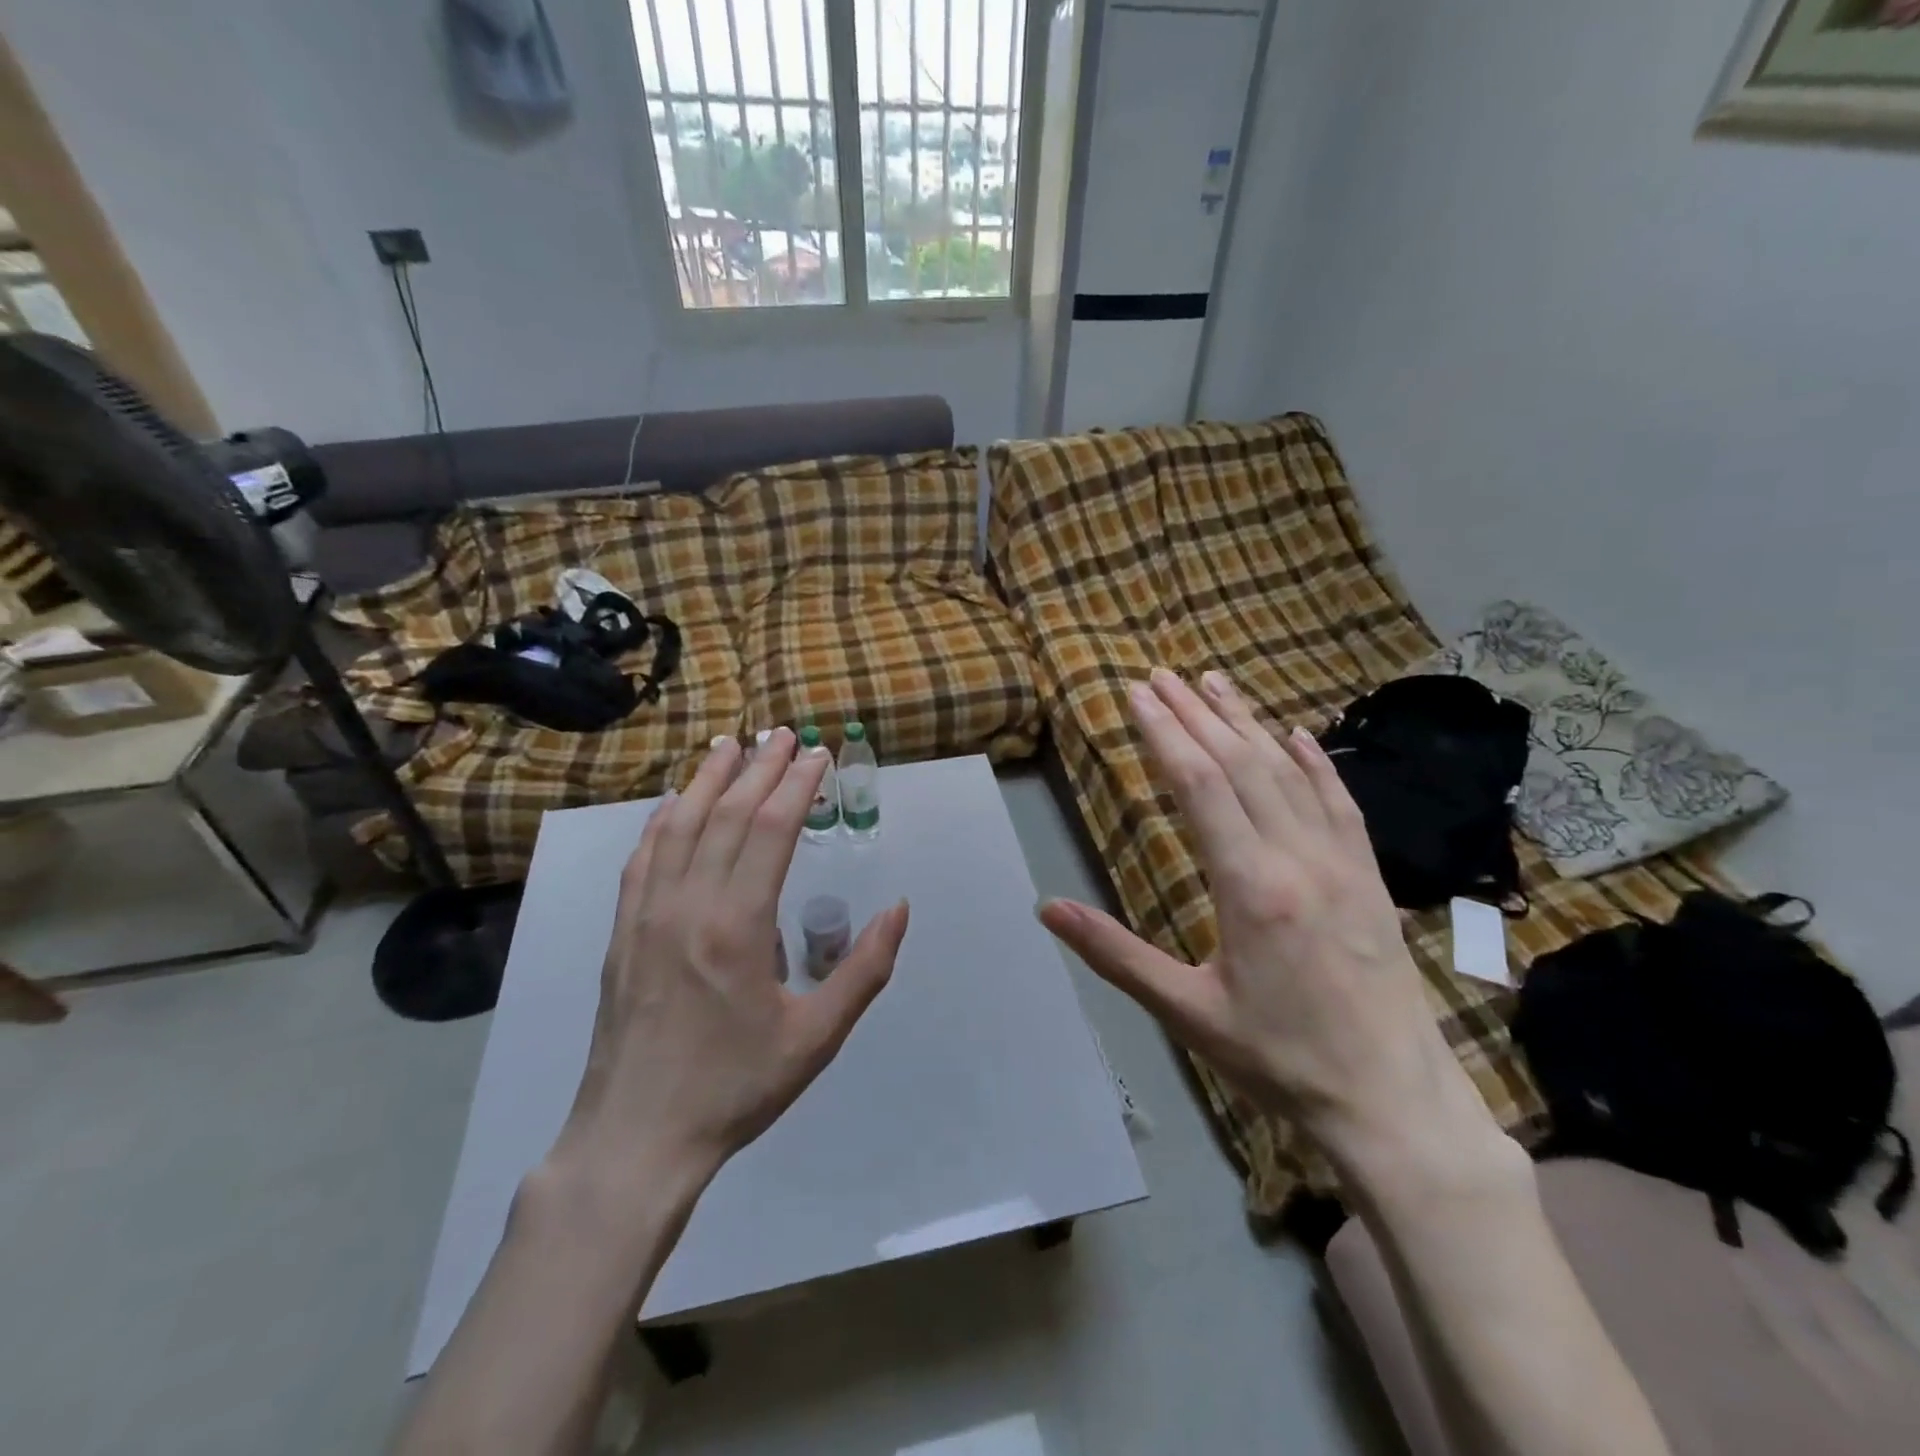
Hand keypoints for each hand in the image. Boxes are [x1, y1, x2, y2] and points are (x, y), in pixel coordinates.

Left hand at [551, 729, 910, 1192]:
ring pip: (679, 826)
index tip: (818, 755)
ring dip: (708, 779)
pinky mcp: (622, 932)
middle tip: (783, 734)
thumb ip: (865, 970)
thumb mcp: (817, 1039)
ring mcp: (646, 915)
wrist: (637, 1138)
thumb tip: (898, 909)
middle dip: (760, 768)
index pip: (771, 831)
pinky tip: (674, 803)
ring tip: (729, 744)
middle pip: (727, 815)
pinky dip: (662, 820)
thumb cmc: (735, 1088)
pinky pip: (642, 858)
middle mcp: (688, 905)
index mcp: (738, 927)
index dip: (797, 785)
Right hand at [1039, 668, 1498, 1177]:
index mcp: (1250, 886)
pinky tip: (1297, 735)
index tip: (1137, 695)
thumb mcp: (1186, 1012)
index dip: (1164, 733)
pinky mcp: (1368, 877)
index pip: (1199, 785)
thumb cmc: (1279, 1060)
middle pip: (1240, 764)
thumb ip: (1115, 954)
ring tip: (1214, 683)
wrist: (1392, 1103)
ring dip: (1247, 722)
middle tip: (1161, 675)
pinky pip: (1339, 802)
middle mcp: (1298, 858)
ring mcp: (1341, 862)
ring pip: (1288, 772)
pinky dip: (1314, 762)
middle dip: (1196, 714)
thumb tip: (1047, 908)